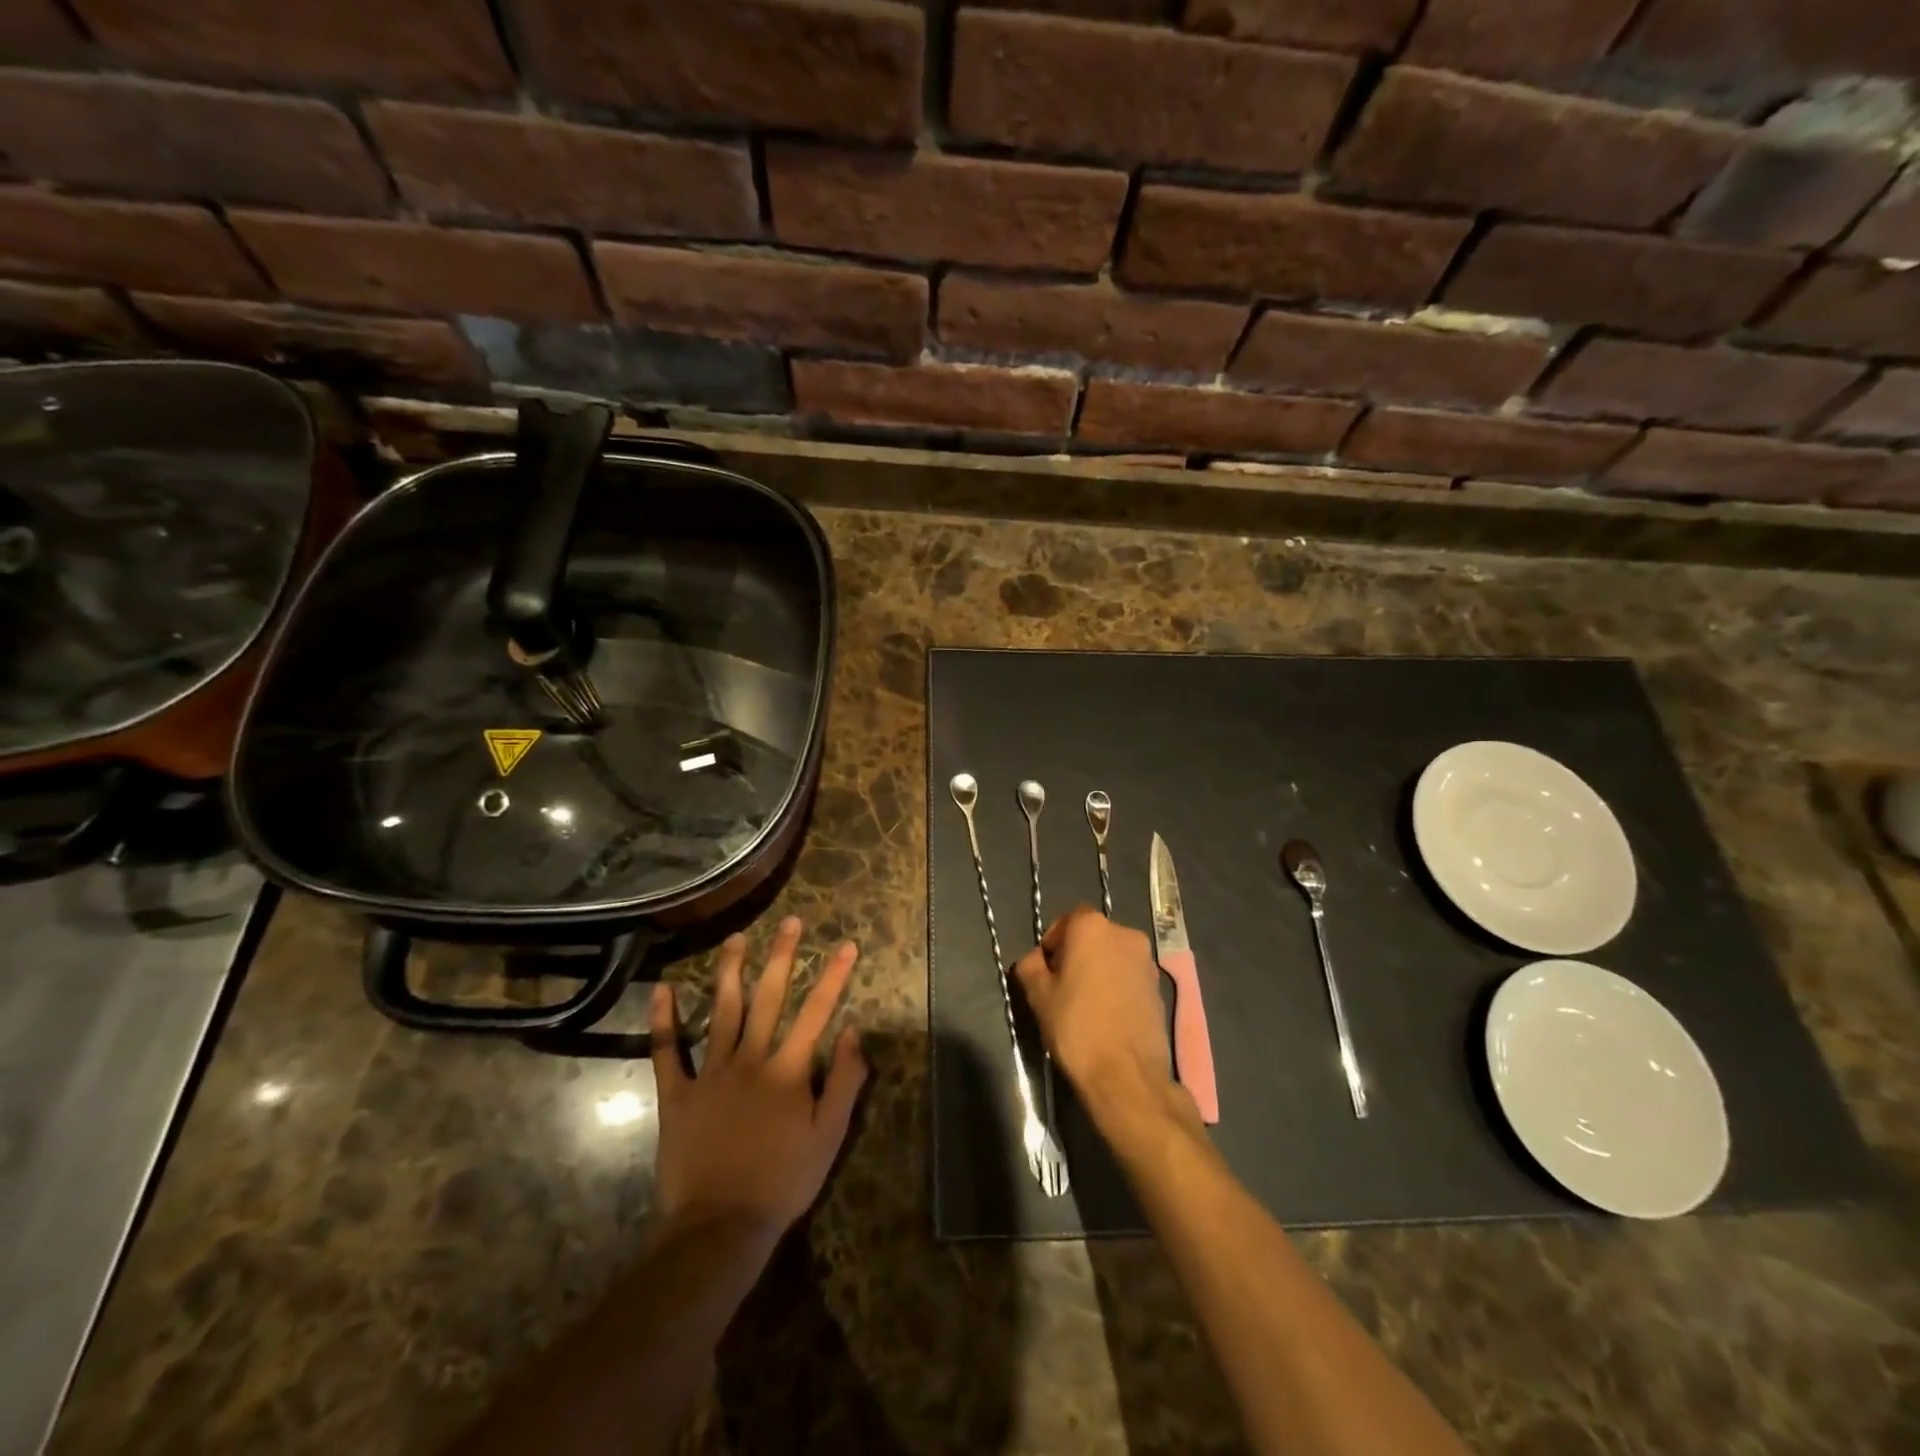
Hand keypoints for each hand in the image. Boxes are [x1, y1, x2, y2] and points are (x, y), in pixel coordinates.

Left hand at [649, 916, 866, 1239]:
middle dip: (782, 957)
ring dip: (730, 972)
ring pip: (721, 1011)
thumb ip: (845, 1082)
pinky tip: (662, 989)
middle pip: (769, 998)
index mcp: (789, 1070)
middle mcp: (750, 1059)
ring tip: (736, 939)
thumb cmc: (783, 1182)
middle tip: (790, 922)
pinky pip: (668, 1052)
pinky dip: (663, 1020)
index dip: (834, 976)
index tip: (847, 944)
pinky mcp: (678, 1095)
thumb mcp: (829, 1137)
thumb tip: (855, 1031)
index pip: (817, 1011)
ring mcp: (711, 1074)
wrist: (721, 1227)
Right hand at [1012, 906, 1194, 1134]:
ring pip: (1112, 955)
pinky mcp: (1159, 986)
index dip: (1052, 942)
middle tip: (1061, 986)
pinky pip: (1129, 975)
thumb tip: (1035, 959)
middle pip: (1092, 935)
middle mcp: (1125, 933)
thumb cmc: (1076, 1026)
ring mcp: (1146, 960)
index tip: (1045, 970)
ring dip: (1098, 969)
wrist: (1127, 1074)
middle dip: (1076, 954)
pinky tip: (1106, 1014)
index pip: (1067, 920)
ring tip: (1085, 1003)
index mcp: (1092, 927)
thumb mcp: (1038, 995)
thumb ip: (1030, 965)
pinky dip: (1116, 985)